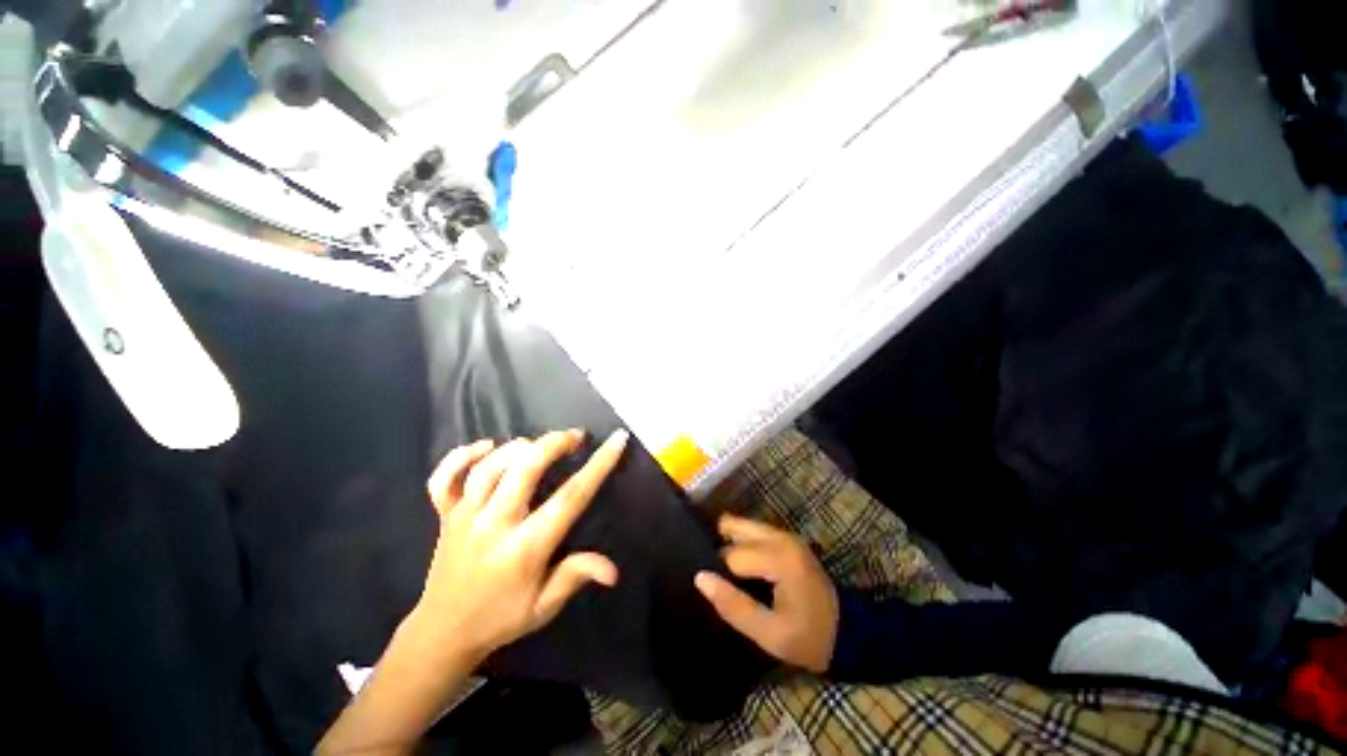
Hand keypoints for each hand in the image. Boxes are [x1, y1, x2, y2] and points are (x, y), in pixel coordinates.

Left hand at [410, 428, 628, 663]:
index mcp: (524, 549)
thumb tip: (613, 570)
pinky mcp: (443, 515)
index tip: (616, 440)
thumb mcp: (543, 606)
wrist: (442, 632)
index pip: (569, 498)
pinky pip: (444, 478)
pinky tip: (486, 446)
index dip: (597, 466)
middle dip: (554, 444)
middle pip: (525, 470)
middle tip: (576, 436)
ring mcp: (464, 517)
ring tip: (539, 443)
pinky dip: (460, 456)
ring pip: (489, 468)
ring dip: (517, 447)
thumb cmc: (501, 617)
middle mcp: (493, 526)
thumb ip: (575, 576)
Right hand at [694, 515, 838, 673]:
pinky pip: (753, 532)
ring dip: (730, 544)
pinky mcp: (786, 539)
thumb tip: (700, 578)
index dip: (722, 576)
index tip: (722, 595)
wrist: (849, 633)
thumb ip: (733, 606)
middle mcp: (780, 537)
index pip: (731, 555)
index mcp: (778, 557)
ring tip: (728, 574)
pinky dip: (742, 544)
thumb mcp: (769, 634)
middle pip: (733, 526)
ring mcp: (785, 535)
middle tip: (719, 578)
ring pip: (742, 526)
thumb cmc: (809, 638)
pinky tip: (743, 569)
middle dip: (720, 547)